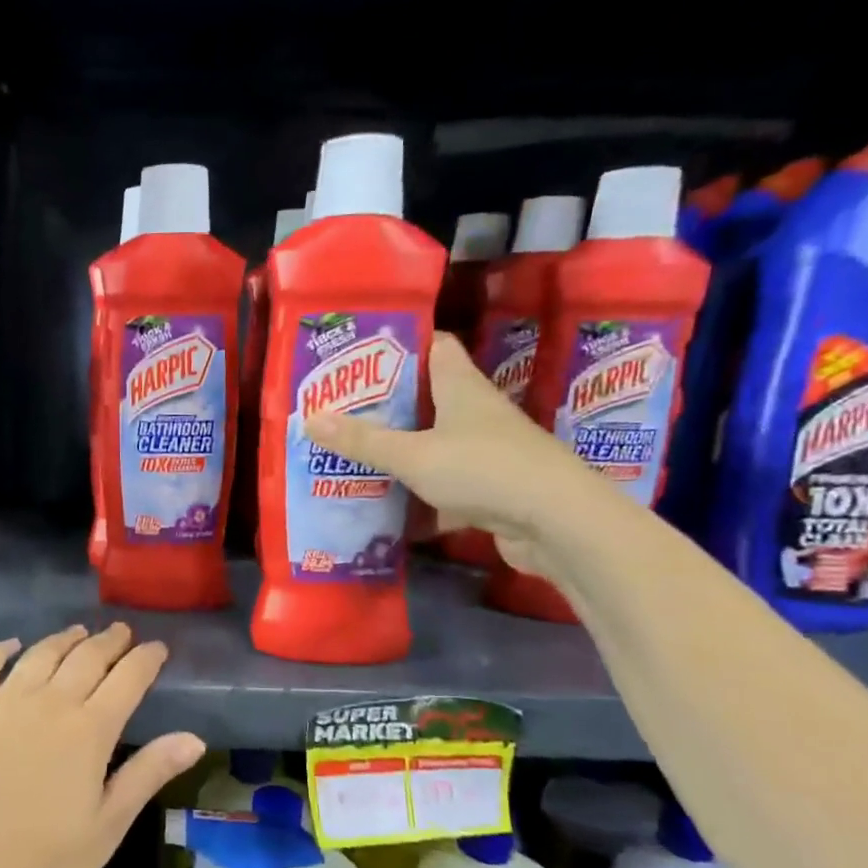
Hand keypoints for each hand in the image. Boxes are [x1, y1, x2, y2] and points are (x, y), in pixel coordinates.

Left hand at [0, 623, 205, 867]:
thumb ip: (149, 773)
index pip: (128, 678)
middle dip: (110, 641)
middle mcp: (49, 702)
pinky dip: (1, 649)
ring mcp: (2, 702)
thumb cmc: (44, 863)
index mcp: (89, 730)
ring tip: (79, 633)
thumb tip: (195, 738)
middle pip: (86, 657)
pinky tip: (13, 646)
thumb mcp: (108, 825)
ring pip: (41, 654)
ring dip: (65, 639)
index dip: (146, 659)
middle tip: (123, 632)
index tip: (158, 647)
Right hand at [305, 332, 619, 578]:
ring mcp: (487, 452)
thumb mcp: (413, 455)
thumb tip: (310, 418)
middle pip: (429, 398)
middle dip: (387, 404)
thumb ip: (363, 441)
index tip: (361, 351)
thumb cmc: (484, 469)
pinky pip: (445, 486)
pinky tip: (388, 510)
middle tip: (341, 409)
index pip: (435, 346)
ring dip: (401, 451)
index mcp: (462, 387)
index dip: (401, 343)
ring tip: (353, 455)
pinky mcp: (491, 490)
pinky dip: (419, 497)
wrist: (558, 523)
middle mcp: (477, 413)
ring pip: (435, 444)